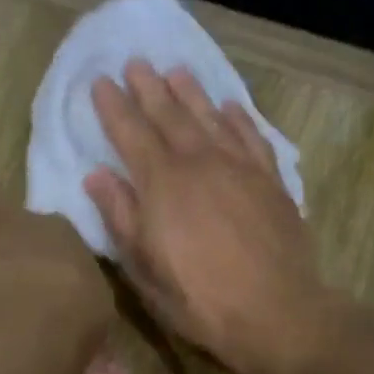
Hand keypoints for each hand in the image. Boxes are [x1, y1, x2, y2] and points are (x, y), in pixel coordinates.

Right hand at [86, 61, 336, 373]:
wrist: (275, 311)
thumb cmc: (199, 300)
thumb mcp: (145, 270)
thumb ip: (121, 218)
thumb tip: (97, 177)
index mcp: (161, 184)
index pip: (130, 133)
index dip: (113, 107)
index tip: (100, 81)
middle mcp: (199, 162)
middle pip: (169, 114)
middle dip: (148, 88)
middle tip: (135, 62)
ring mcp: (240, 167)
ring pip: (210, 117)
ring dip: (190, 92)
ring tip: (176, 71)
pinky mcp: (271, 180)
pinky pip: (251, 136)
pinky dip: (238, 117)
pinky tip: (229, 107)